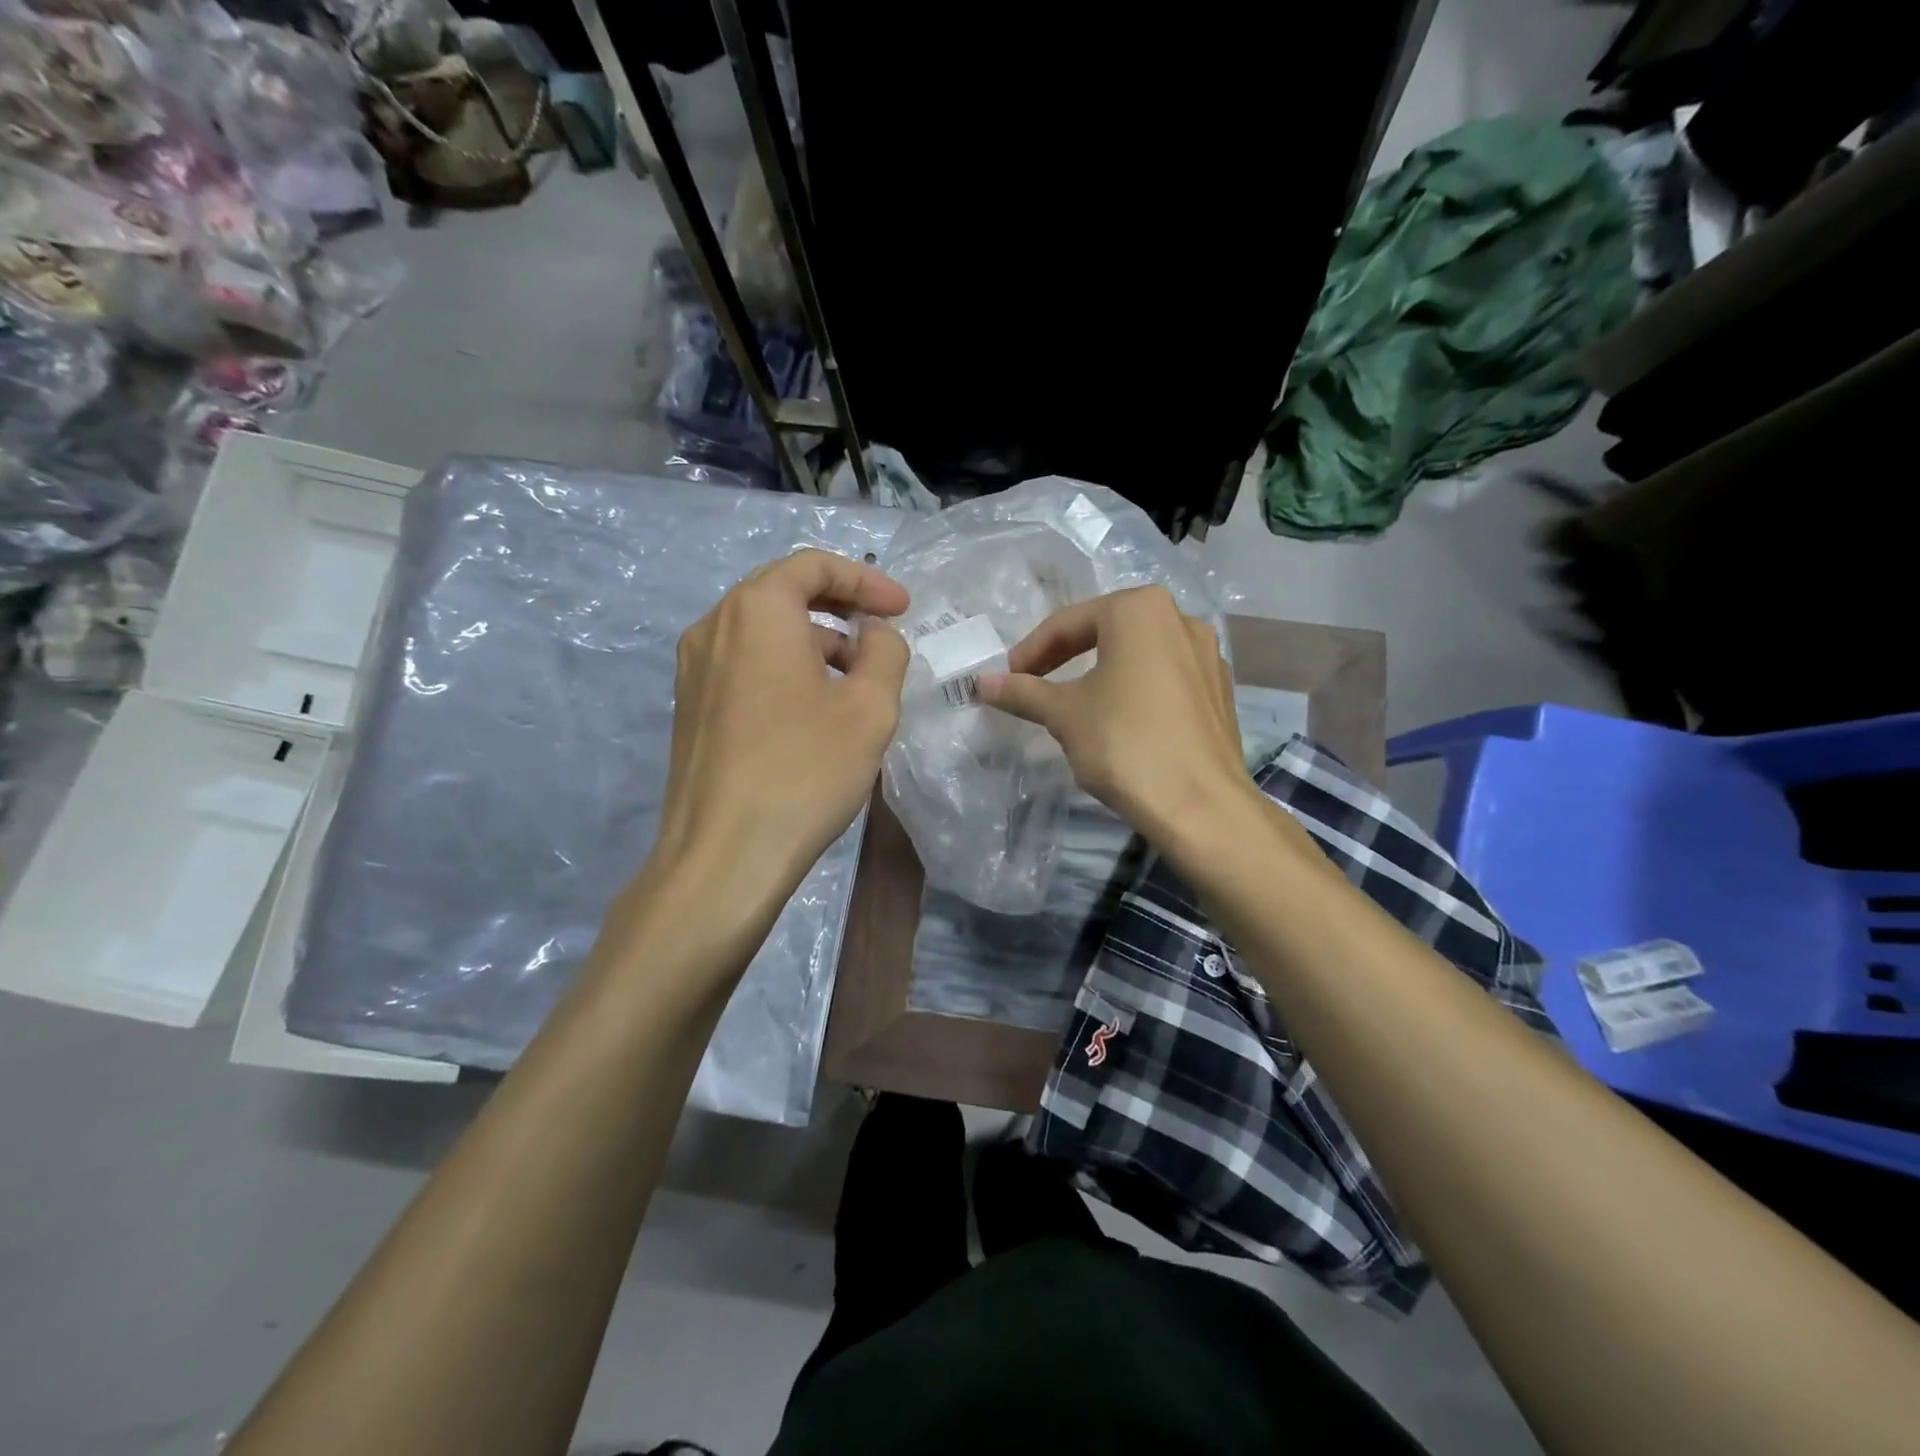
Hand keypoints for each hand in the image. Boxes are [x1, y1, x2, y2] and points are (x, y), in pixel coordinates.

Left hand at [650, 549, 909, 899]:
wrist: (723, 856)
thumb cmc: (804, 771)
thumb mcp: (870, 708)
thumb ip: (885, 652)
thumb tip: (875, 633)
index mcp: (756, 610)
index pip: (813, 565)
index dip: (866, 579)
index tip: (903, 609)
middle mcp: (714, 626)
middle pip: (784, 592)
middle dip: (841, 607)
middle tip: (883, 635)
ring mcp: (694, 668)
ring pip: (764, 632)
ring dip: (816, 641)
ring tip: (857, 680)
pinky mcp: (691, 707)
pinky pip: (745, 664)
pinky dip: (787, 667)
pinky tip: (815, 710)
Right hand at [978, 586, 1246, 841]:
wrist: (1200, 806)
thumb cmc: (1125, 744)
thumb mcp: (1064, 715)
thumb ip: (1022, 692)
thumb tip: (982, 683)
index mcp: (1140, 609)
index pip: (1068, 623)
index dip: (1030, 652)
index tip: (1006, 679)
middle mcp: (1180, 618)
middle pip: (1105, 631)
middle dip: (1064, 657)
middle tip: (1033, 685)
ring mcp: (1207, 654)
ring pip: (1137, 655)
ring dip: (1099, 673)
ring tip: (1073, 705)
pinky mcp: (1220, 690)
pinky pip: (1164, 678)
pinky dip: (1134, 690)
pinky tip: (1120, 722)